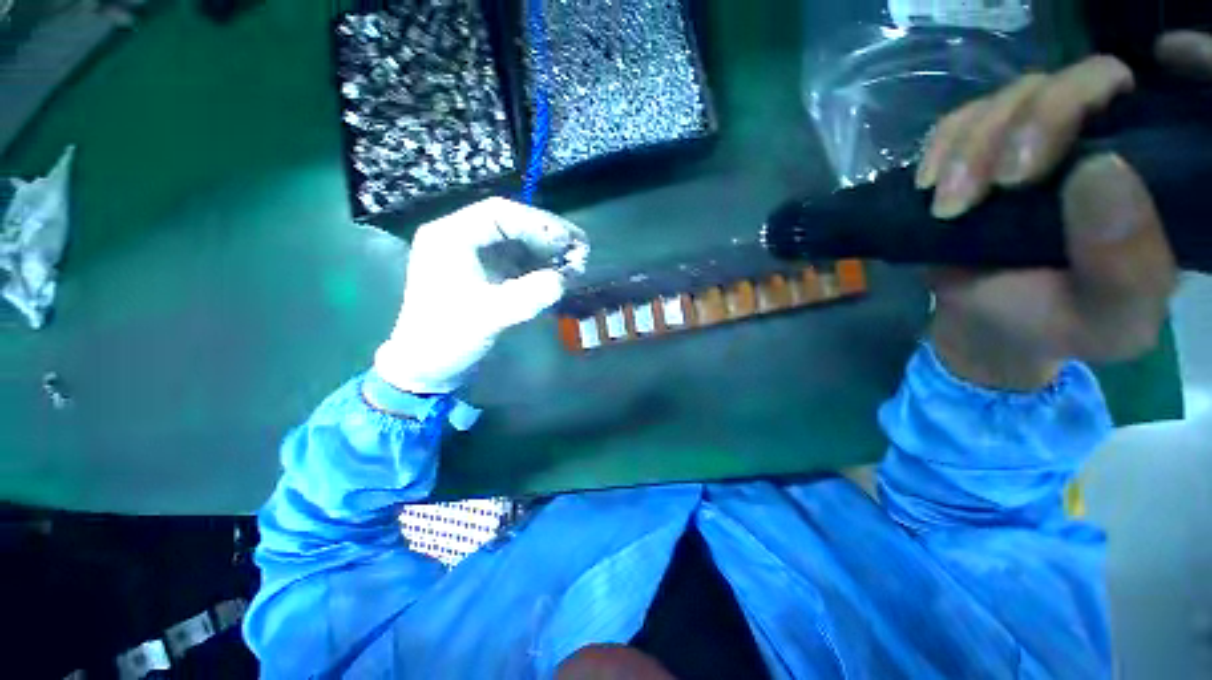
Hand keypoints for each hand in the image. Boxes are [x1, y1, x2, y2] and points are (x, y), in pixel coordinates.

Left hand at [374, 197, 588, 394]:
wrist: (429, 366)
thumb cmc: (447, 339)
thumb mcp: (487, 318)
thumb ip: (526, 297)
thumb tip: (562, 280)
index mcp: (450, 237)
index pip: (499, 213)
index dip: (538, 224)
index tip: (568, 241)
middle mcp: (462, 238)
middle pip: (513, 224)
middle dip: (548, 237)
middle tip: (581, 251)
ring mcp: (476, 256)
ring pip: (519, 242)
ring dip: (548, 252)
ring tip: (575, 265)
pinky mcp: (487, 273)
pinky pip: (519, 261)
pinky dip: (541, 266)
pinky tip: (559, 276)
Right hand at [912, 33, 1211, 389]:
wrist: (988, 322)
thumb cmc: (1058, 323)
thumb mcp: (1110, 319)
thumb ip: (1126, 265)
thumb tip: (1099, 168)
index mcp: (1159, 174)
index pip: (1170, 97)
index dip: (1178, 67)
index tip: (1131, 92)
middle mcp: (1108, 137)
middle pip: (1082, 78)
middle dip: (1035, 122)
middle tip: (1002, 184)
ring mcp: (1040, 137)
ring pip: (1015, 94)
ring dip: (973, 147)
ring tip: (949, 206)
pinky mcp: (984, 148)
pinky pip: (961, 118)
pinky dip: (942, 146)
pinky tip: (929, 185)